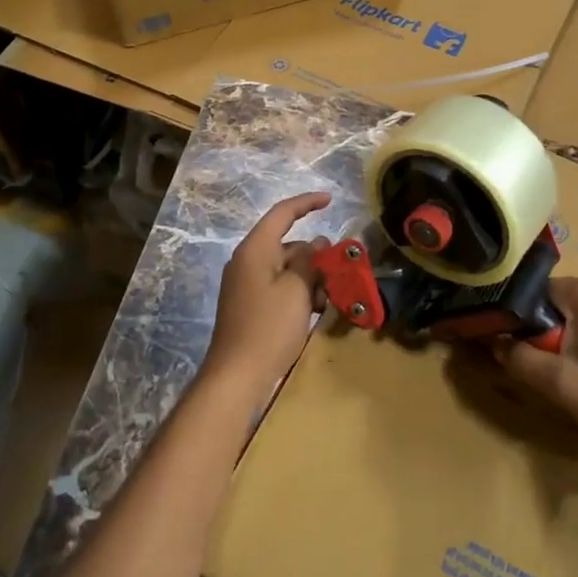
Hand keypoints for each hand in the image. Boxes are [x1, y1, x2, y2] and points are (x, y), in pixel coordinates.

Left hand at [202, 192, 331, 401]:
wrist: (237, 377)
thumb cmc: (269, 327)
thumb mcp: (297, 290)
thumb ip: (309, 262)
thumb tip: (316, 243)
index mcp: (255, 249)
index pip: (282, 213)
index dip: (307, 203)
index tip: (330, 200)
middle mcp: (247, 261)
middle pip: (286, 243)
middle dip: (315, 254)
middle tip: (340, 269)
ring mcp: (246, 285)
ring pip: (285, 268)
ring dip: (310, 277)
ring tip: (331, 296)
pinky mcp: (250, 306)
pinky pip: (279, 287)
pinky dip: (299, 292)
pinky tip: (317, 310)